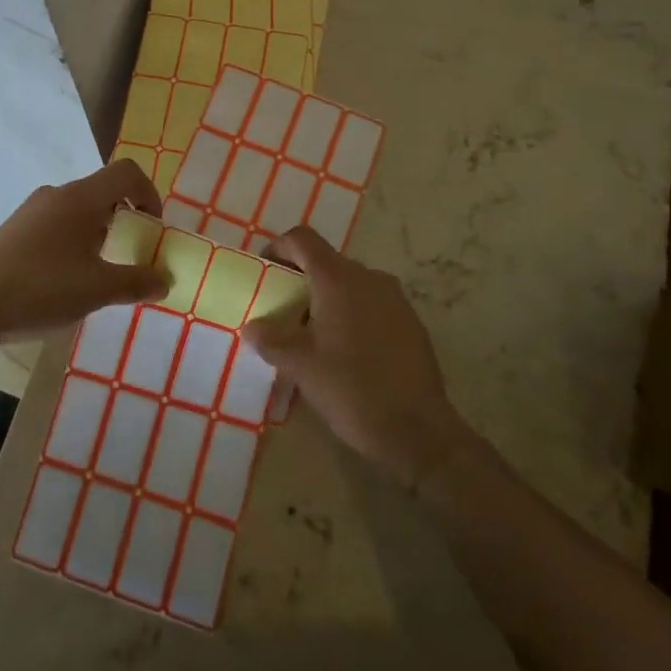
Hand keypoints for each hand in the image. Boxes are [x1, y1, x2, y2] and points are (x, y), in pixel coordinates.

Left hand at [0, 159, 167, 340]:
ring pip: (79, 208)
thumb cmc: (41, 290)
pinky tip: (66, 277)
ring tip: (99, 270)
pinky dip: (75, 239)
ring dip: (99, 231)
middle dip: (125, 218)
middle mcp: (56, 194)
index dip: (149, 194)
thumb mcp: (98, 290)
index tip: (153, 228)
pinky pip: (57, 222)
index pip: (126, 172)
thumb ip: (137, 282)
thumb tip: (165, 280)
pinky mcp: (16, 228)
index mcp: (80, 198)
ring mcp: (32, 210)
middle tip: (131, 253)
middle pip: (103, 191)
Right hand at [242, 226, 467, 487]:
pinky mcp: (410, 321)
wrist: (418, 431)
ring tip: (313, 336)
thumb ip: (271, 340)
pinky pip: (371, 304)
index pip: (302, 239)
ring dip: (327, 299)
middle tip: (283, 312)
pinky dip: (352, 314)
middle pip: (326, 261)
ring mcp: (394, 298)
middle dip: (301, 280)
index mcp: (338, 279)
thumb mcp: (300, 366)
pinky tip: (346, 352)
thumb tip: (252, 327)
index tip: (264, 273)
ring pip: (350, 284)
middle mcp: (368, 277)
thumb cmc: (351, 389)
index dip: (278, 248)